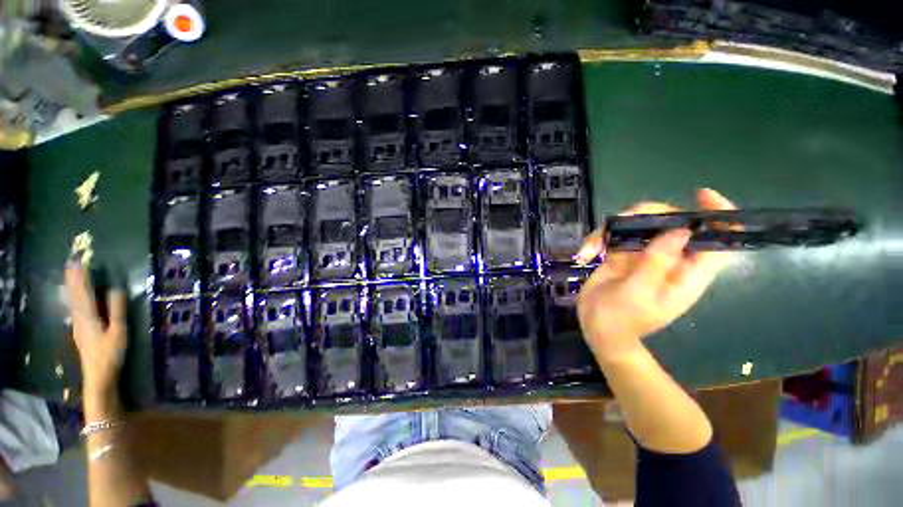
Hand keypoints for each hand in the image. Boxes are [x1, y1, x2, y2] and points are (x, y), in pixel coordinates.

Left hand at [65, 262, 127, 396]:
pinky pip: (76, 309)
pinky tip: (75, 298)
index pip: (84, 292)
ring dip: (72, 287)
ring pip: (73, 302)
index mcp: (89, 316)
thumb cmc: (111, 354)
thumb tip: (116, 289)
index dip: (82, 277)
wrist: (98, 377)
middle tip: (71, 263)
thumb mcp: (118, 332)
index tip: (80, 262)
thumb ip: (117, 310)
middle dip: (74, 279)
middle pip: (76, 295)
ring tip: (71, 275)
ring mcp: (78, 326)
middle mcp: (80, 318)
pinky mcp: (81, 331)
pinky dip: (75, 298)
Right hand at [575, 188, 736, 361]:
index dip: (718, 215)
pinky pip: (614, 234)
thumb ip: (656, 263)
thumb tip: (680, 230)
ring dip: (612, 228)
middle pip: (669, 222)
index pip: (717, 241)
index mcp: (687, 273)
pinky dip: (598, 239)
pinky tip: (586, 253)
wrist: (597, 329)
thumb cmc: (620, 320)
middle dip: (644, 216)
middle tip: (617, 225)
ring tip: (591, 248)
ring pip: (638, 223)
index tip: (701, 195)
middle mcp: (669, 259)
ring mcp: (643, 255)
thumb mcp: (637, 295)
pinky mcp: (621, 254)